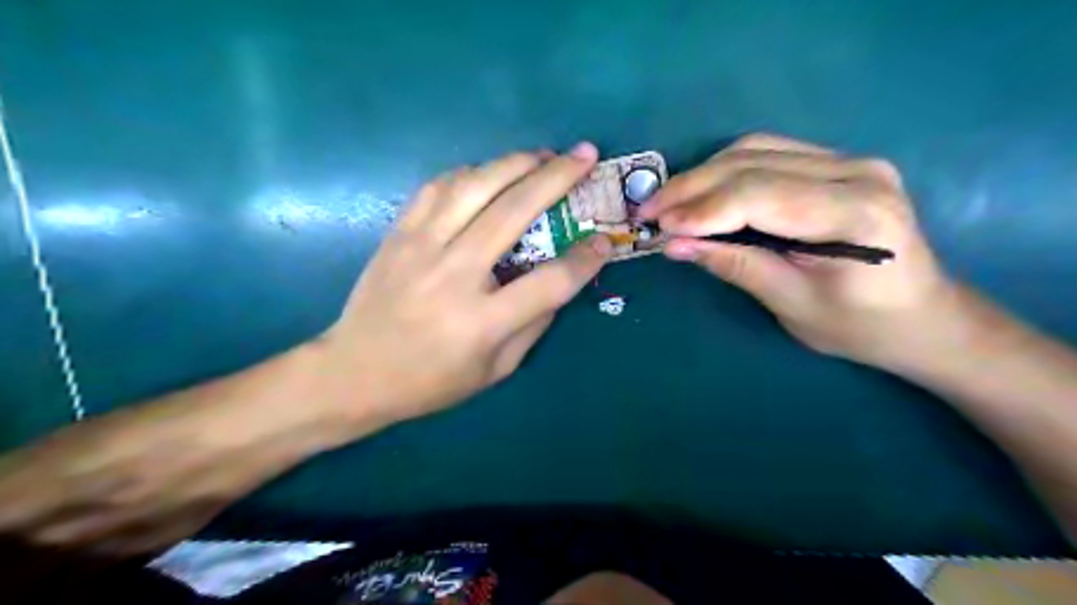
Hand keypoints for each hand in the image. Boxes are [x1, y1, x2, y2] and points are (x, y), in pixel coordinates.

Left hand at [317, 143, 613, 424]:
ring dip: (514, 163)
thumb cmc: (430, 381)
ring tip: (542, 154)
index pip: (550, 282)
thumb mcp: (495, 370)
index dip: (585, 259)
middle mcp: (454, 275)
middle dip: (557, 177)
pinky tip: (489, 172)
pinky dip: (470, 172)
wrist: (353, 373)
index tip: (605, 240)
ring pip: (474, 186)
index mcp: (483, 322)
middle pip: (514, 212)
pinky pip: (438, 187)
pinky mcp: (398, 234)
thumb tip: (561, 279)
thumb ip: (533, 325)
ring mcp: (420, 248)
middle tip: (584, 155)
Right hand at [637, 133, 959, 368]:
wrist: (921, 317)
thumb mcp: (792, 305)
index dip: (702, 209)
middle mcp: (857, 172)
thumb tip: (674, 245)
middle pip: (753, 162)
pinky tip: (701, 194)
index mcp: (856, 214)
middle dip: (691, 187)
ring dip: (703, 175)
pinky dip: (724, 172)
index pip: (760, 194)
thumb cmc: (861, 327)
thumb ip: (735, 266)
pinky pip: (767, 154)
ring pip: (755, 149)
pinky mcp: (836, 164)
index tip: (658, 227)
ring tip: (667, 203)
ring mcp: (849, 161)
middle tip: (648, 211)